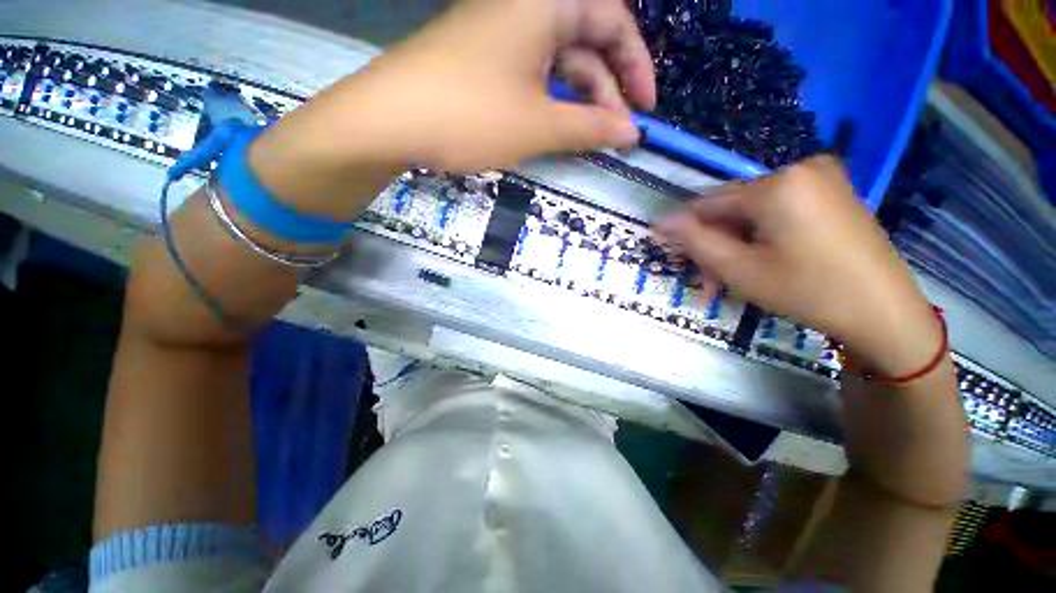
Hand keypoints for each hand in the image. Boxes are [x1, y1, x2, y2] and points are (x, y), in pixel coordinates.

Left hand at [357, 0, 655, 170]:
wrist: (388, 120)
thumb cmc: (470, 116)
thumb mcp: (539, 125)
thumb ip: (590, 127)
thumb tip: (629, 133)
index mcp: (545, 4)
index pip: (614, 21)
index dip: (636, 66)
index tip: (645, 108)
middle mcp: (524, 6)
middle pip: (585, 42)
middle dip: (606, 91)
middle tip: (615, 135)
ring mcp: (499, 32)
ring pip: (556, 62)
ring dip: (578, 100)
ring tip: (588, 139)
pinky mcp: (482, 58)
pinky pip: (530, 74)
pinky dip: (550, 101)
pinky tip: (554, 128)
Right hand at [655, 157, 940, 375]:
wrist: (886, 312)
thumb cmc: (808, 291)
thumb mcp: (740, 269)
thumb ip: (695, 241)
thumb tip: (661, 223)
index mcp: (777, 184)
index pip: (708, 203)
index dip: (684, 229)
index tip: (670, 253)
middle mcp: (799, 169)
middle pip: (733, 209)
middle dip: (714, 245)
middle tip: (707, 281)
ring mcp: (821, 179)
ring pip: (754, 213)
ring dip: (735, 245)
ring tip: (728, 280)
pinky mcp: (833, 194)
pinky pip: (778, 212)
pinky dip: (760, 237)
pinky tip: (757, 263)